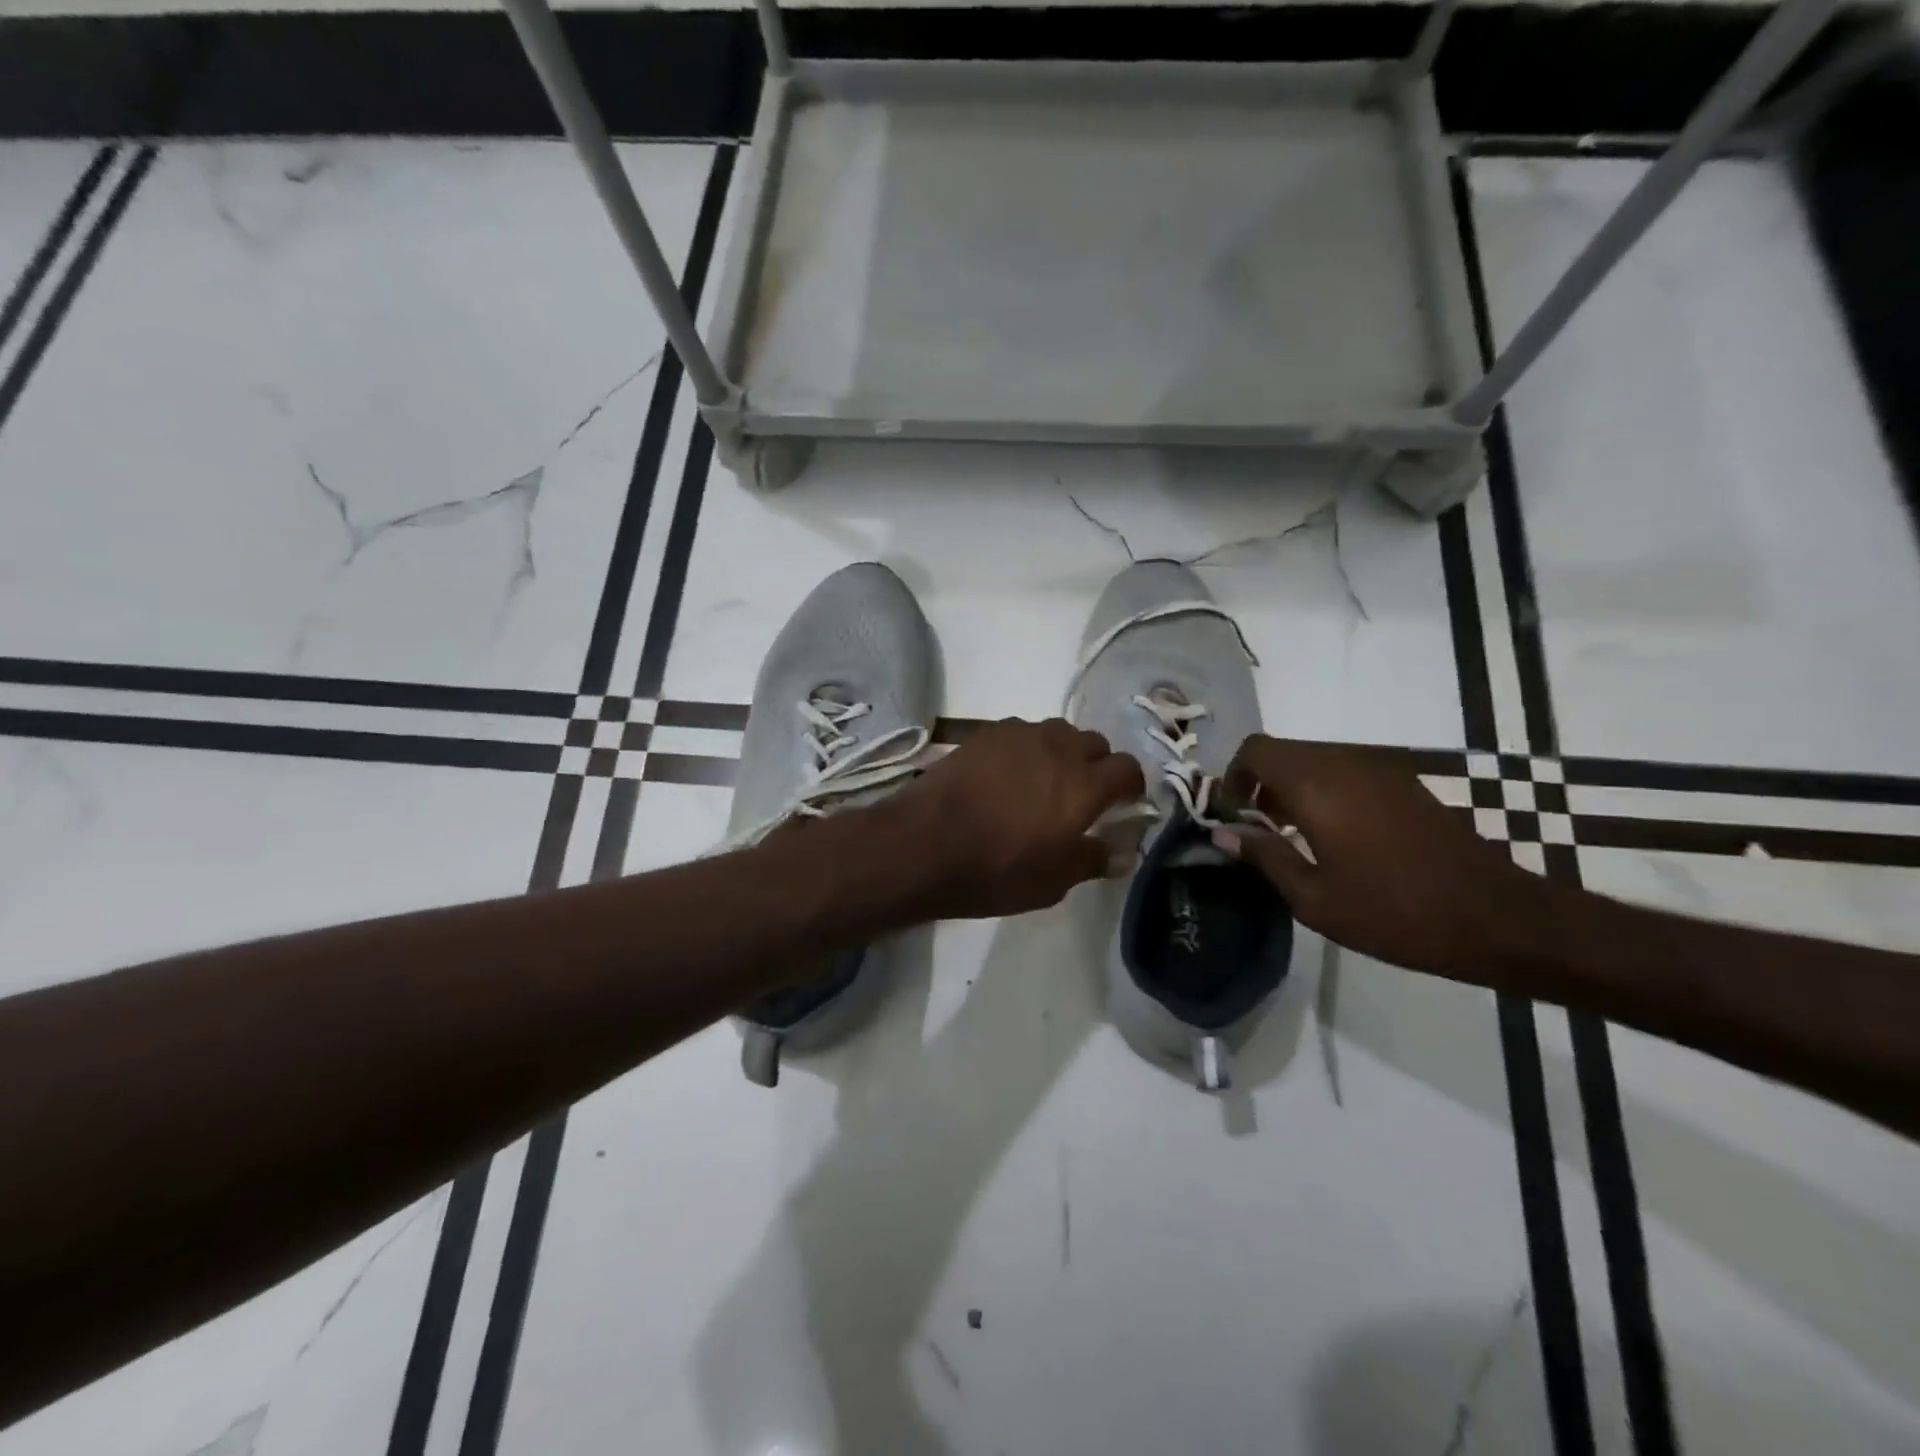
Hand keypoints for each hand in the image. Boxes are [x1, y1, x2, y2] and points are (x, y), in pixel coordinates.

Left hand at [875, 718, 1144, 919]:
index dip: (1131, 786)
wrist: (924, 844)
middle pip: (1095, 743)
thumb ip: (1091, 860)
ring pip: (1058, 732)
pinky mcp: (986, 733)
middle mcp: (1058, 749)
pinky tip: (1008, 774)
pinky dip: (1027, 748)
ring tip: (1044, 781)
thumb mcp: (1052, 882)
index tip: (1124, 804)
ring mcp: (1020, 735)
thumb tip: (1121, 853)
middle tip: (1082, 795)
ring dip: (1062, 752)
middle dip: (1097, 765)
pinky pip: (1022, 732)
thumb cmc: (995, 871)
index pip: (1128, 768)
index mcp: (1084, 785)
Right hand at [1214, 736, 1535, 978]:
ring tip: (1292, 836)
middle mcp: (1346, 763)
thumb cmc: (1394, 912)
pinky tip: (1334, 836)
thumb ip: (1264, 856)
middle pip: (1283, 752)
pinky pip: (1345, 771)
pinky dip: (1324, 790)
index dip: (1233, 776)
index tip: (1231, 814)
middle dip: (1259, 782)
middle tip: (1257, 829)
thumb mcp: (1314, 898)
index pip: (1256, 750)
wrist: (1496, 918)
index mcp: (1317, 785)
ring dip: (1291, 787)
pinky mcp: (1405, 783)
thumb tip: (1222, 832)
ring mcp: (1380, 769)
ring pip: (1315, 760)